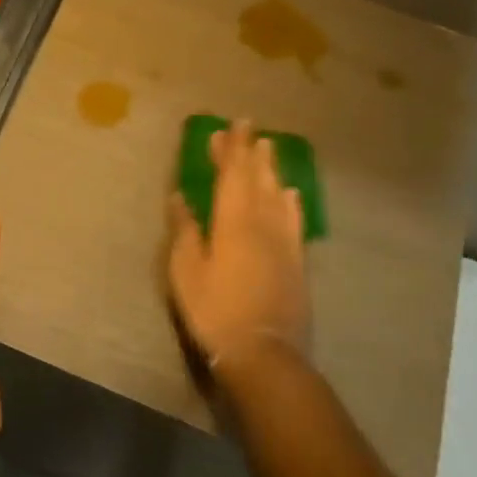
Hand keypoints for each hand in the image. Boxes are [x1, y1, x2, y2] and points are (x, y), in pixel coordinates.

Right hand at [167, 120, 311, 390]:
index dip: (231, 149)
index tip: (231, 125)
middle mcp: (263, 223)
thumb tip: (180, 197)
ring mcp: (284, 242)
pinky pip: (295, 220)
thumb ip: (185, 230)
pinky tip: (291, 194)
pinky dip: (291, 202)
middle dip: (251, 152)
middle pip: (258, 179)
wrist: (264, 352)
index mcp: (233, 222)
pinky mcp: (296, 261)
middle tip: (248, 128)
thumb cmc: (215, 310)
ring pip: (279, 195)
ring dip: (272, 170)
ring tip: (269, 149)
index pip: (233, 175)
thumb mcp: (186, 271)